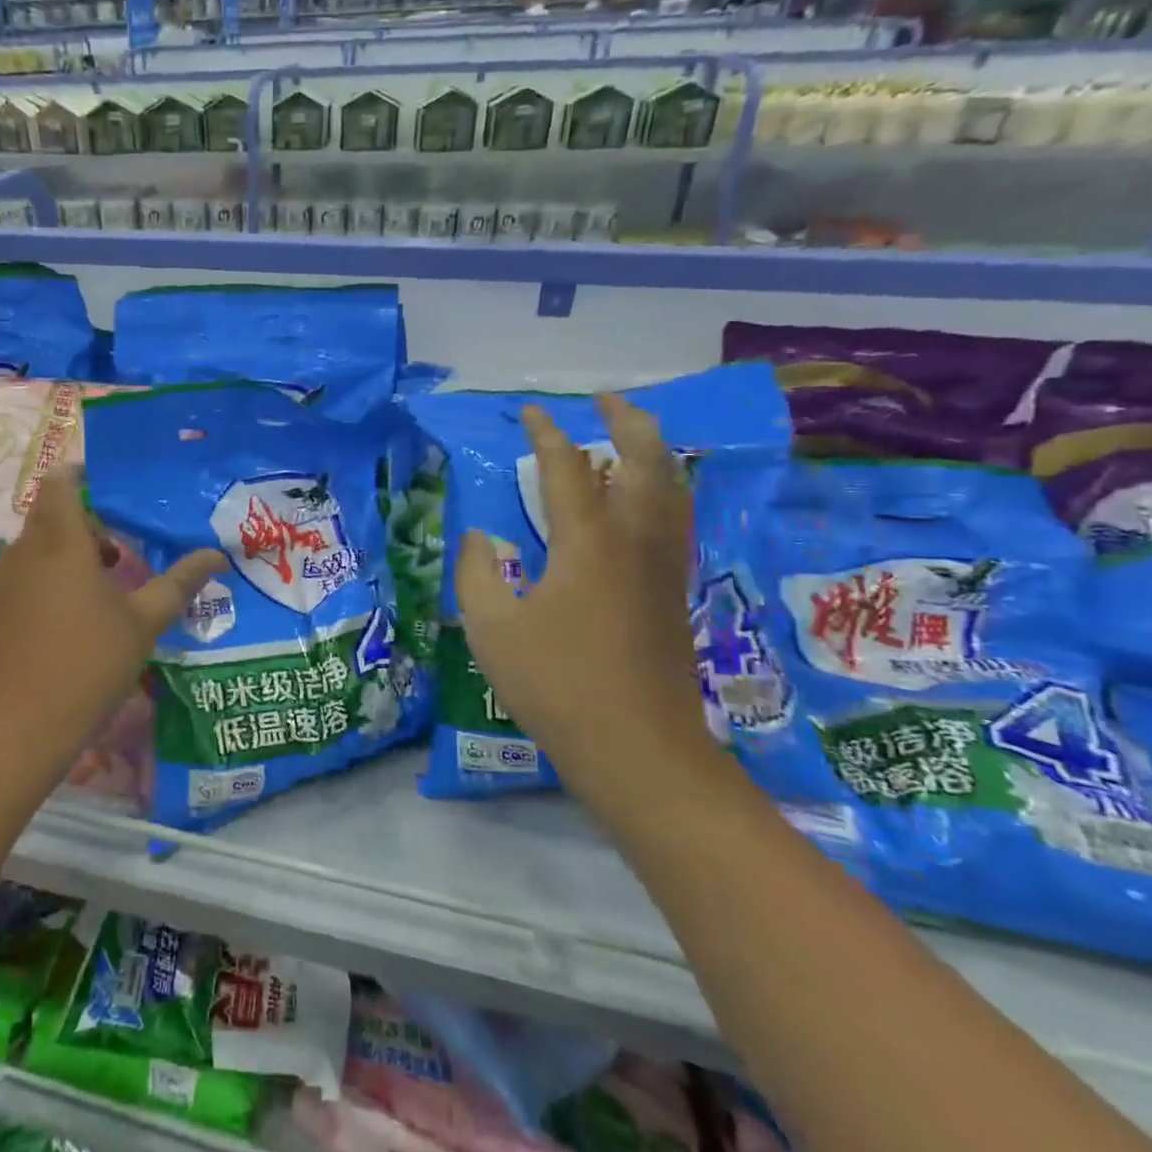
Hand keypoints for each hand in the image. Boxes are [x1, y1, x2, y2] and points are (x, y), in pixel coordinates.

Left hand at [0, 467, 225, 745]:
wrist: (18, 725)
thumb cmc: (90, 663)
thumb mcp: (144, 622)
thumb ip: (180, 583)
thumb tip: (217, 556)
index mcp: (62, 542)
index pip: (60, 483)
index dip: (79, 475)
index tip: (108, 490)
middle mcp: (24, 553)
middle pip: (48, 516)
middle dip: (81, 524)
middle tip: (117, 553)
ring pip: (32, 551)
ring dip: (62, 557)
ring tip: (95, 593)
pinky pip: (17, 583)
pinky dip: (40, 587)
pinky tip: (60, 628)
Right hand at [455, 394, 712, 785]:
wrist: (639, 750)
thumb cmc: (556, 684)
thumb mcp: (491, 627)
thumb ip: (477, 572)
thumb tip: (481, 537)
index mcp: (588, 543)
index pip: (567, 469)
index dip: (547, 435)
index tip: (530, 412)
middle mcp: (635, 542)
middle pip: (647, 463)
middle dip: (628, 423)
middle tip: (605, 401)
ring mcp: (663, 568)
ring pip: (672, 490)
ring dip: (653, 452)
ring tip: (630, 437)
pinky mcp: (673, 594)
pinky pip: (674, 519)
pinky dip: (660, 490)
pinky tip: (642, 501)